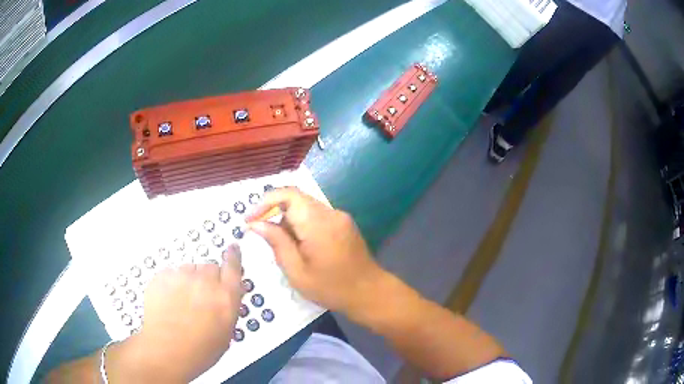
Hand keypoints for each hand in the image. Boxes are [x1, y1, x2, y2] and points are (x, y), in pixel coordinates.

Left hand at [108, 246, 243, 382]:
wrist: (167, 351)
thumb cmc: (200, 350)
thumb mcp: (225, 332)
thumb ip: (228, 307)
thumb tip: (227, 295)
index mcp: (225, 296)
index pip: (233, 266)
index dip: (233, 256)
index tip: (232, 249)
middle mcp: (205, 282)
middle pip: (210, 267)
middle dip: (208, 279)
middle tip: (201, 296)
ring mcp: (181, 277)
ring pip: (189, 269)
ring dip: (189, 280)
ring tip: (182, 302)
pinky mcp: (162, 276)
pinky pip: (171, 273)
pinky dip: (172, 283)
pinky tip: (170, 301)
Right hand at [247, 187, 387, 319]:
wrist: (369, 292)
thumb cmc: (331, 288)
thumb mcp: (297, 271)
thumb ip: (276, 242)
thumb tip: (255, 224)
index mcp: (319, 223)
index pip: (288, 194)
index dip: (265, 201)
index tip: (249, 219)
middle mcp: (331, 213)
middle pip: (296, 199)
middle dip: (274, 213)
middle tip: (261, 234)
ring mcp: (340, 216)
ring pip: (305, 207)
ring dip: (287, 220)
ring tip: (281, 246)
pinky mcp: (343, 223)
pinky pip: (315, 215)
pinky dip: (301, 224)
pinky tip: (298, 246)